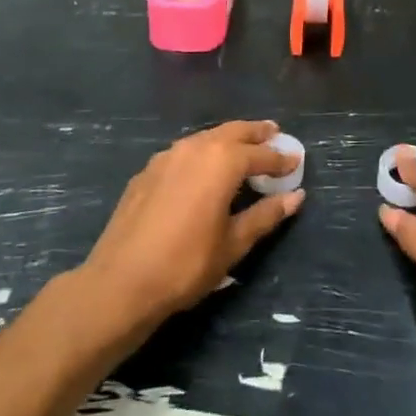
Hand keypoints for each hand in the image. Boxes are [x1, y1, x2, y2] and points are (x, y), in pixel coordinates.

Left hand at [82, 120, 301, 326]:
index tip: (296, 160)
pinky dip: (202, 153)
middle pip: (233, 132)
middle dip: (255, 133)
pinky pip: (183, 152)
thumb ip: (265, 215)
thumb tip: (296, 197)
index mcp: (222, 162)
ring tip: (241, 148)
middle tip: (273, 133)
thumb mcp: (233, 243)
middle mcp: (195, 148)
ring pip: (205, 138)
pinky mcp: (146, 172)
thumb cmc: (186, 264)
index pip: (260, 154)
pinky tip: (202, 169)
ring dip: (227, 139)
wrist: (119, 283)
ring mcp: (166, 157)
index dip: (280, 158)